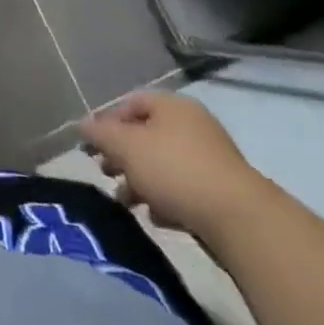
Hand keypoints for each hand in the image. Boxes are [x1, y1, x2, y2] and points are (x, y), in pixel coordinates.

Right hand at [79, 92, 273, 240]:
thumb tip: (83, 125)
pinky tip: (158, 218)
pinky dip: (166, 198)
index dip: (107, 122)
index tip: (92, 147)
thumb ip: (101, 134)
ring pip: (164, 163)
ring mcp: (211, 158)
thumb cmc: (175, 171)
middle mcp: (192, 124)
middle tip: (106, 174)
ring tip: (128, 202)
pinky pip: (184, 187)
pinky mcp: (223, 191)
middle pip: (146, 134)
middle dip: (123, 155)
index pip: (130, 103)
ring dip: (141, 180)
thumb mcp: (127, 147)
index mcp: (171, 105)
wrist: (240, 220)